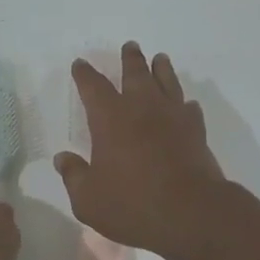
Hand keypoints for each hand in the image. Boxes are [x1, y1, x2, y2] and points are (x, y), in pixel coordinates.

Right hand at [53, 43, 225, 258]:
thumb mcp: (88, 199)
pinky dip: (184, 103)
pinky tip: (185, 105)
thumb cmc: (132, 205)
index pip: (93, 87)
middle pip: (135, 73)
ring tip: (160, 59)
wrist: (191, 213)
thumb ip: (74, 176)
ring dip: (161, 69)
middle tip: (130, 46)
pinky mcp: (196, 132)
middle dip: (130, 59)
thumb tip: (63, 158)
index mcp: (110, 118)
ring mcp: (173, 117)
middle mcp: (142, 108)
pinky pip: (189, 109)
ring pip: (167, 82)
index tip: (80, 64)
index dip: (85, 74)